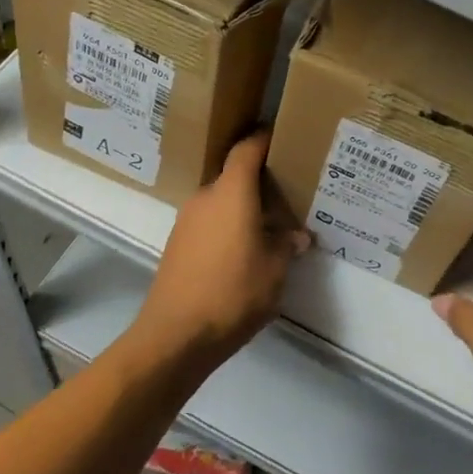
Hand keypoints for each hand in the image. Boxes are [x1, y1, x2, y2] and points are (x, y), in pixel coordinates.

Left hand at [135, 131, 310, 366]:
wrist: (176, 336)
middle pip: (234, 176)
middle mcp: (205, 198)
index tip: (282, 137)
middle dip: (259, 182)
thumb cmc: (233, 293)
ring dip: (243, 208)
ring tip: (269, 228)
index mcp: (231, 193)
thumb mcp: (274, 270)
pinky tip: (243, 253)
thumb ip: (286, 246)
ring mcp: (186, 221)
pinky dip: (227, 227)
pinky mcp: (177, 245)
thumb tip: (297, 236)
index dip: (264, 139)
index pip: (246, 150)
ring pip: (221, 201)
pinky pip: (209, 223)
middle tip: (287, 194)